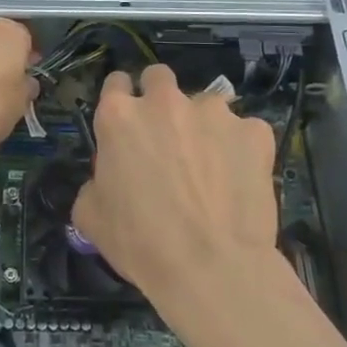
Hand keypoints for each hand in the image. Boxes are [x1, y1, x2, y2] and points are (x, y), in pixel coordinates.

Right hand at [72, 65, 277, 318]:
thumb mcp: (92, 217)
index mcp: (119, 115)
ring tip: (211, 166)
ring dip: (203, 125)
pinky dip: (242, 148)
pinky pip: (246, 132)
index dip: (121, 100)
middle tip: (166, 136)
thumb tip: (107, 180)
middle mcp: (165, 101)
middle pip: (159, 77)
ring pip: (206, 104)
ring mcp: (214, 112)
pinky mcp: (254, 131)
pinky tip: (241, 179)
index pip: (115, 83)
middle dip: (160, 98)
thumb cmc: (141, 244)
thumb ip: (95, 182)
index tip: (127, 122)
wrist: (212, 268)